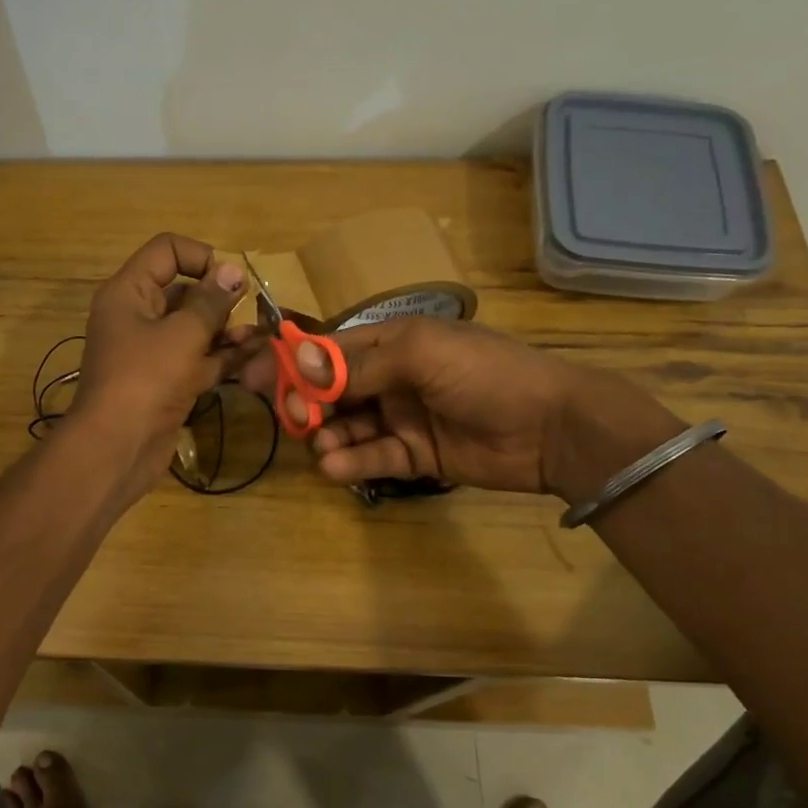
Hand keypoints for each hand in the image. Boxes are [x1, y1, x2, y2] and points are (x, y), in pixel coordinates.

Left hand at [72, 233, 252, 494]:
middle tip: (252, 308)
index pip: (166, 251)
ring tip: (260, 335)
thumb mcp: (182, 334)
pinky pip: (198, 359)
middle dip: (220, 298)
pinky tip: (255, 355)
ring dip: (227, 329)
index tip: (230, 280)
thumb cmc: (146, 379)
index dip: (201, 257)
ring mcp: (152, 352)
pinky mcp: (167, 382)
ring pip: (195, 328)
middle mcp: (138, 316)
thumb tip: (233, 272)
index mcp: (129, 292)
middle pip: (183, 291)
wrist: (117, 448)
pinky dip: (223, 357)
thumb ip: (211, 302)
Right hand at [243, 317, 668, 497]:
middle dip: (307, 404)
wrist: (553, 427)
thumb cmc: (486, 373)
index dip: (292, 362)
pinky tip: (335, 466)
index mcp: (392, 342)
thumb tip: (299, 364)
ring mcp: (401, 418)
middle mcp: (391, 378)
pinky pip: (372, 458)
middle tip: (294, 421)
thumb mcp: (421, 354)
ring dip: (327, 436)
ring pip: (347, 428)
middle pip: (331, 391)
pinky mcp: (414, 456)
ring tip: (322, 448)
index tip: (253, 377)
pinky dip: (350, 462)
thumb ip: (359, 364)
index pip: (329, 350)